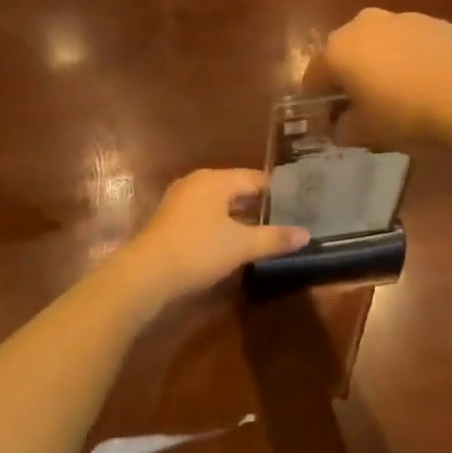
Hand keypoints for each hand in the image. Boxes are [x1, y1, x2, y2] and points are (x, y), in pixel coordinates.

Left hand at [111, 169, 308, 309]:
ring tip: (265, 229)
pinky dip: (222, 223)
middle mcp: (197, 182)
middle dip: (259, 203)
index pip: (255, 178)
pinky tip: (234, 240)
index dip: (277, 190)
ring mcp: (180, 200)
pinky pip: (205, 214)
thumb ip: (274, 238)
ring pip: (219, 202)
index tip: (299, 201)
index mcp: (216, 180)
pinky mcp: (171, 220)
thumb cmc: (198, 250)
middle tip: (287, 216)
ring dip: (240, 215)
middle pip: (236, 188)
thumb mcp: (241, 246)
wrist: (146, 274)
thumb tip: (305, 235)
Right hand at [308, 8, 451, 145]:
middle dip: (348, 75)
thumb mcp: (369, 131)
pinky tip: (426, 81)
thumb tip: (342, 127)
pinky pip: (409, 40)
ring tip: (398, 92)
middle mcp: (363, 25)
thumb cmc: (405, 114)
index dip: (317, 99)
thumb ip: (347, 128)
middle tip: (361, 104)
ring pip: (379, 41)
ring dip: (380, 62)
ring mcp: (400, 18)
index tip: (328, 119)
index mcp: (338, 50)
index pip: (314, 75)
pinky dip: (409, 56)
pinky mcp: (433, 21)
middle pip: (345, 51)